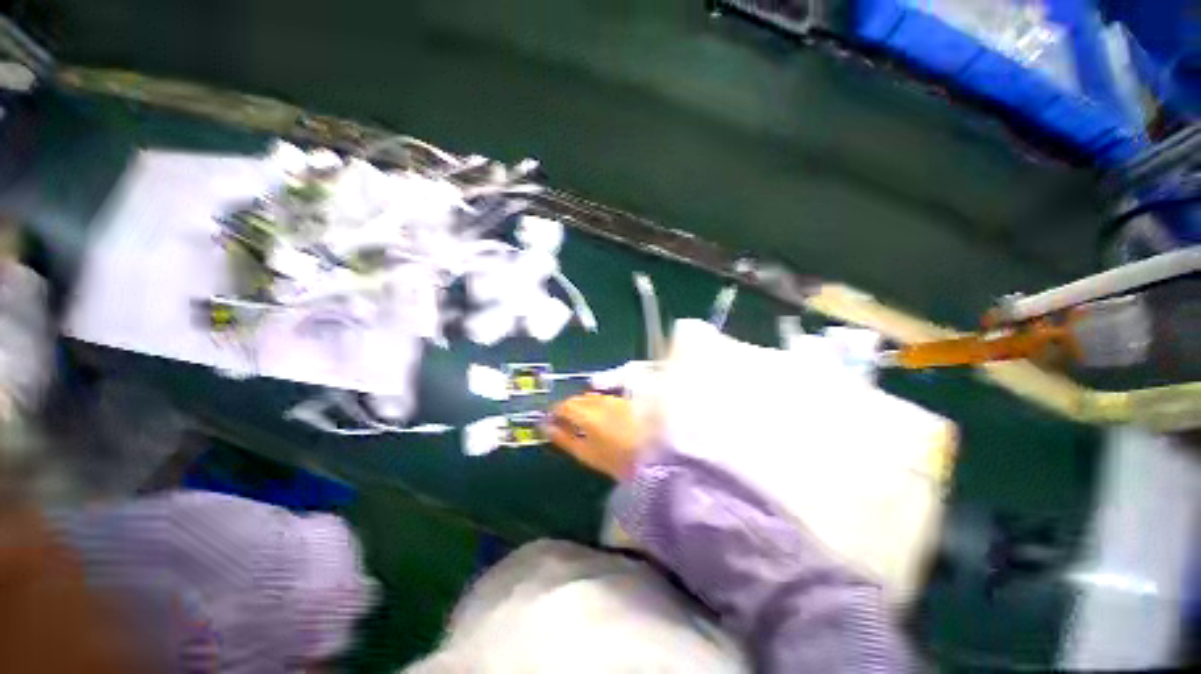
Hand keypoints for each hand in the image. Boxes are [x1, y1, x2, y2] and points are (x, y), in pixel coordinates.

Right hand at [547, 393, 645, 478]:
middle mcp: (599, 401)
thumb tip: (547, 428)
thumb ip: (564, 439)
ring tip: (582, 424)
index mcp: (586, 413)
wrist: (654, 455)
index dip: (554, 413)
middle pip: (577, 399)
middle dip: (567, 409)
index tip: (550, 423)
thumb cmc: (617, 459)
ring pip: (591, 397)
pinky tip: (600, 419)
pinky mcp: (625, 401)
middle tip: (564, 424)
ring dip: (582, 406)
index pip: (563, 406)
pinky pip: (604, 398)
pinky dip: (596, 406)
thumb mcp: (586, 454)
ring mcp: (614, 399)